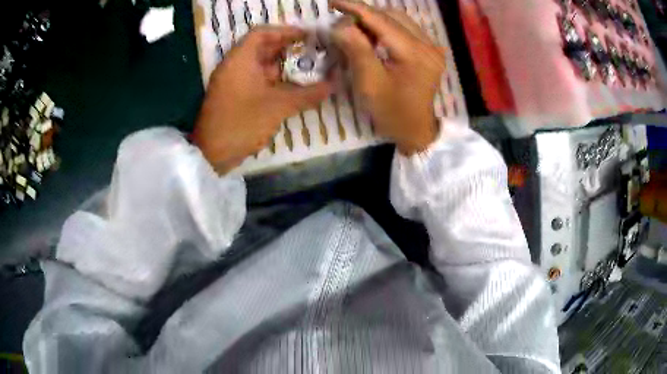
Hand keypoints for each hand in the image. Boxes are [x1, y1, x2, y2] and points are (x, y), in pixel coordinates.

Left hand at [192, 26, 332, 172]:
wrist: (212, 154)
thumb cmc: (242, 123)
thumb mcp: (278, 107)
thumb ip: (308, 94)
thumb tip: (335, 83)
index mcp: (240, 59)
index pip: (262, 33)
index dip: (286, 31)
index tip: (308, 36)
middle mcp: (235, 66)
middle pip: (263, 48)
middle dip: (289, 49)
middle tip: (314, 52)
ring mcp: (233, 82)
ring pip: (261, 66)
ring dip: (284, 66)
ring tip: (309, 68)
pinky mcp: (235, 96)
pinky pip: (257, 80)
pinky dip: (275, 81)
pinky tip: (294, 87)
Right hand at [330, 0, 443, 154]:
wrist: (418, 131)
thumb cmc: (393, 113)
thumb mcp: (369, 84)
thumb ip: (356, 50)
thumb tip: (341, 25)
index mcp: (415, 53)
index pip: (381, 20)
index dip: (356, 8)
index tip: (333, 2)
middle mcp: (428, 44)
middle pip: (393, 16)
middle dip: (365, 16)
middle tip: (344, 25)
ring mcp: (432, 47)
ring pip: (400, 21)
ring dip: (376, 22)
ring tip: (357, 33)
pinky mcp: (430, 51)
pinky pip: (406, 30)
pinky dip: (387, 29)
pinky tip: (375, 39)